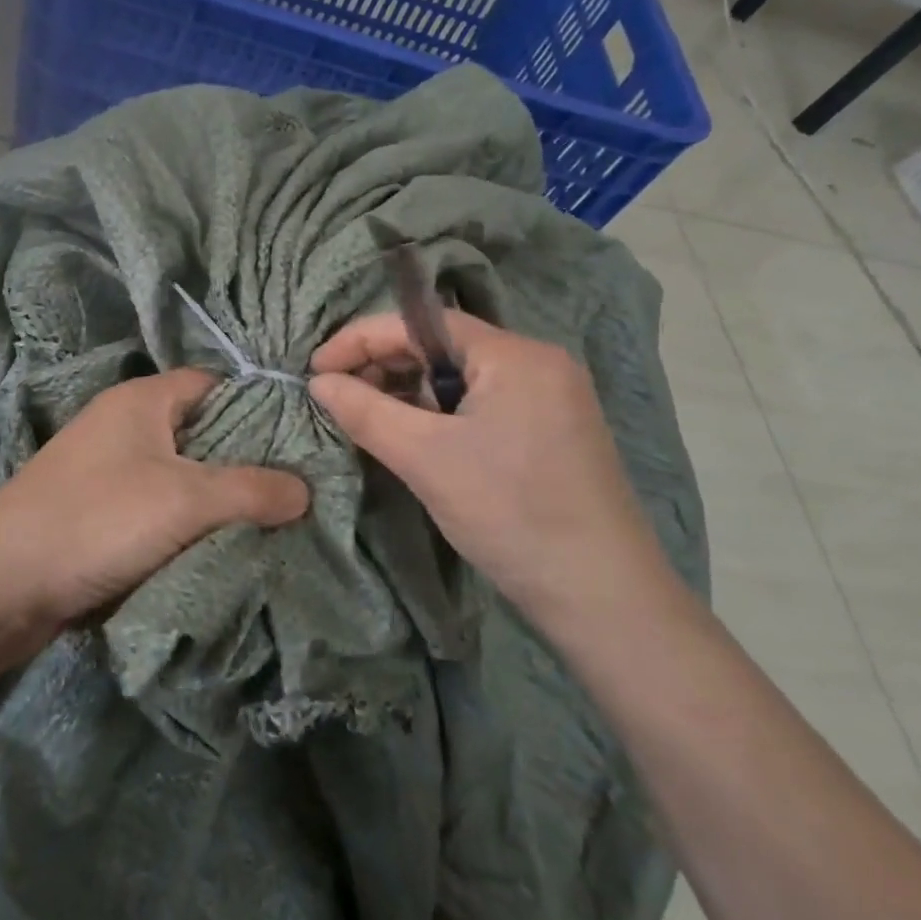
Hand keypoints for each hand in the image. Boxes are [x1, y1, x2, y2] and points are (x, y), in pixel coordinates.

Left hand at [0, 369, 308, 631]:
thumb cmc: (95, 520)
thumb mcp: (186, 499)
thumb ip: (252, 490)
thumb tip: (306, 490)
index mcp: (143, 399)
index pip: (217, 384)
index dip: (261, 406)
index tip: (305, 440)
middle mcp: (125, 426)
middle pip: (203, 433)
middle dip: (247, 462)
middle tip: (299, 490)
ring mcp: (109, 472)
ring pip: (182, 477)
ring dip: (219, 502)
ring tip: (274, 524)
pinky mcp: (100, 516)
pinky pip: (159, 512)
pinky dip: (189, 528)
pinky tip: (224, 549)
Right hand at [308, 312, 670, 617]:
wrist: (603, 596)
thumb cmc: (510, 514)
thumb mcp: (425, 458)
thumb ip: (365, 411)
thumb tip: (318, 382)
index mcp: (514, 354)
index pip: (423, 323)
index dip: (362, 339)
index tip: (316, 368)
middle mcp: (538, 362)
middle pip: (444, 347)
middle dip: (385, 366)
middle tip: (339, 397)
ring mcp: (551, 397)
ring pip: (462, 378)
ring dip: (411, 393)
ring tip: (371, 420)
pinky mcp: (553, 431)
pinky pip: (483, 404)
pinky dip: (442, 415)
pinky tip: (416, 438)